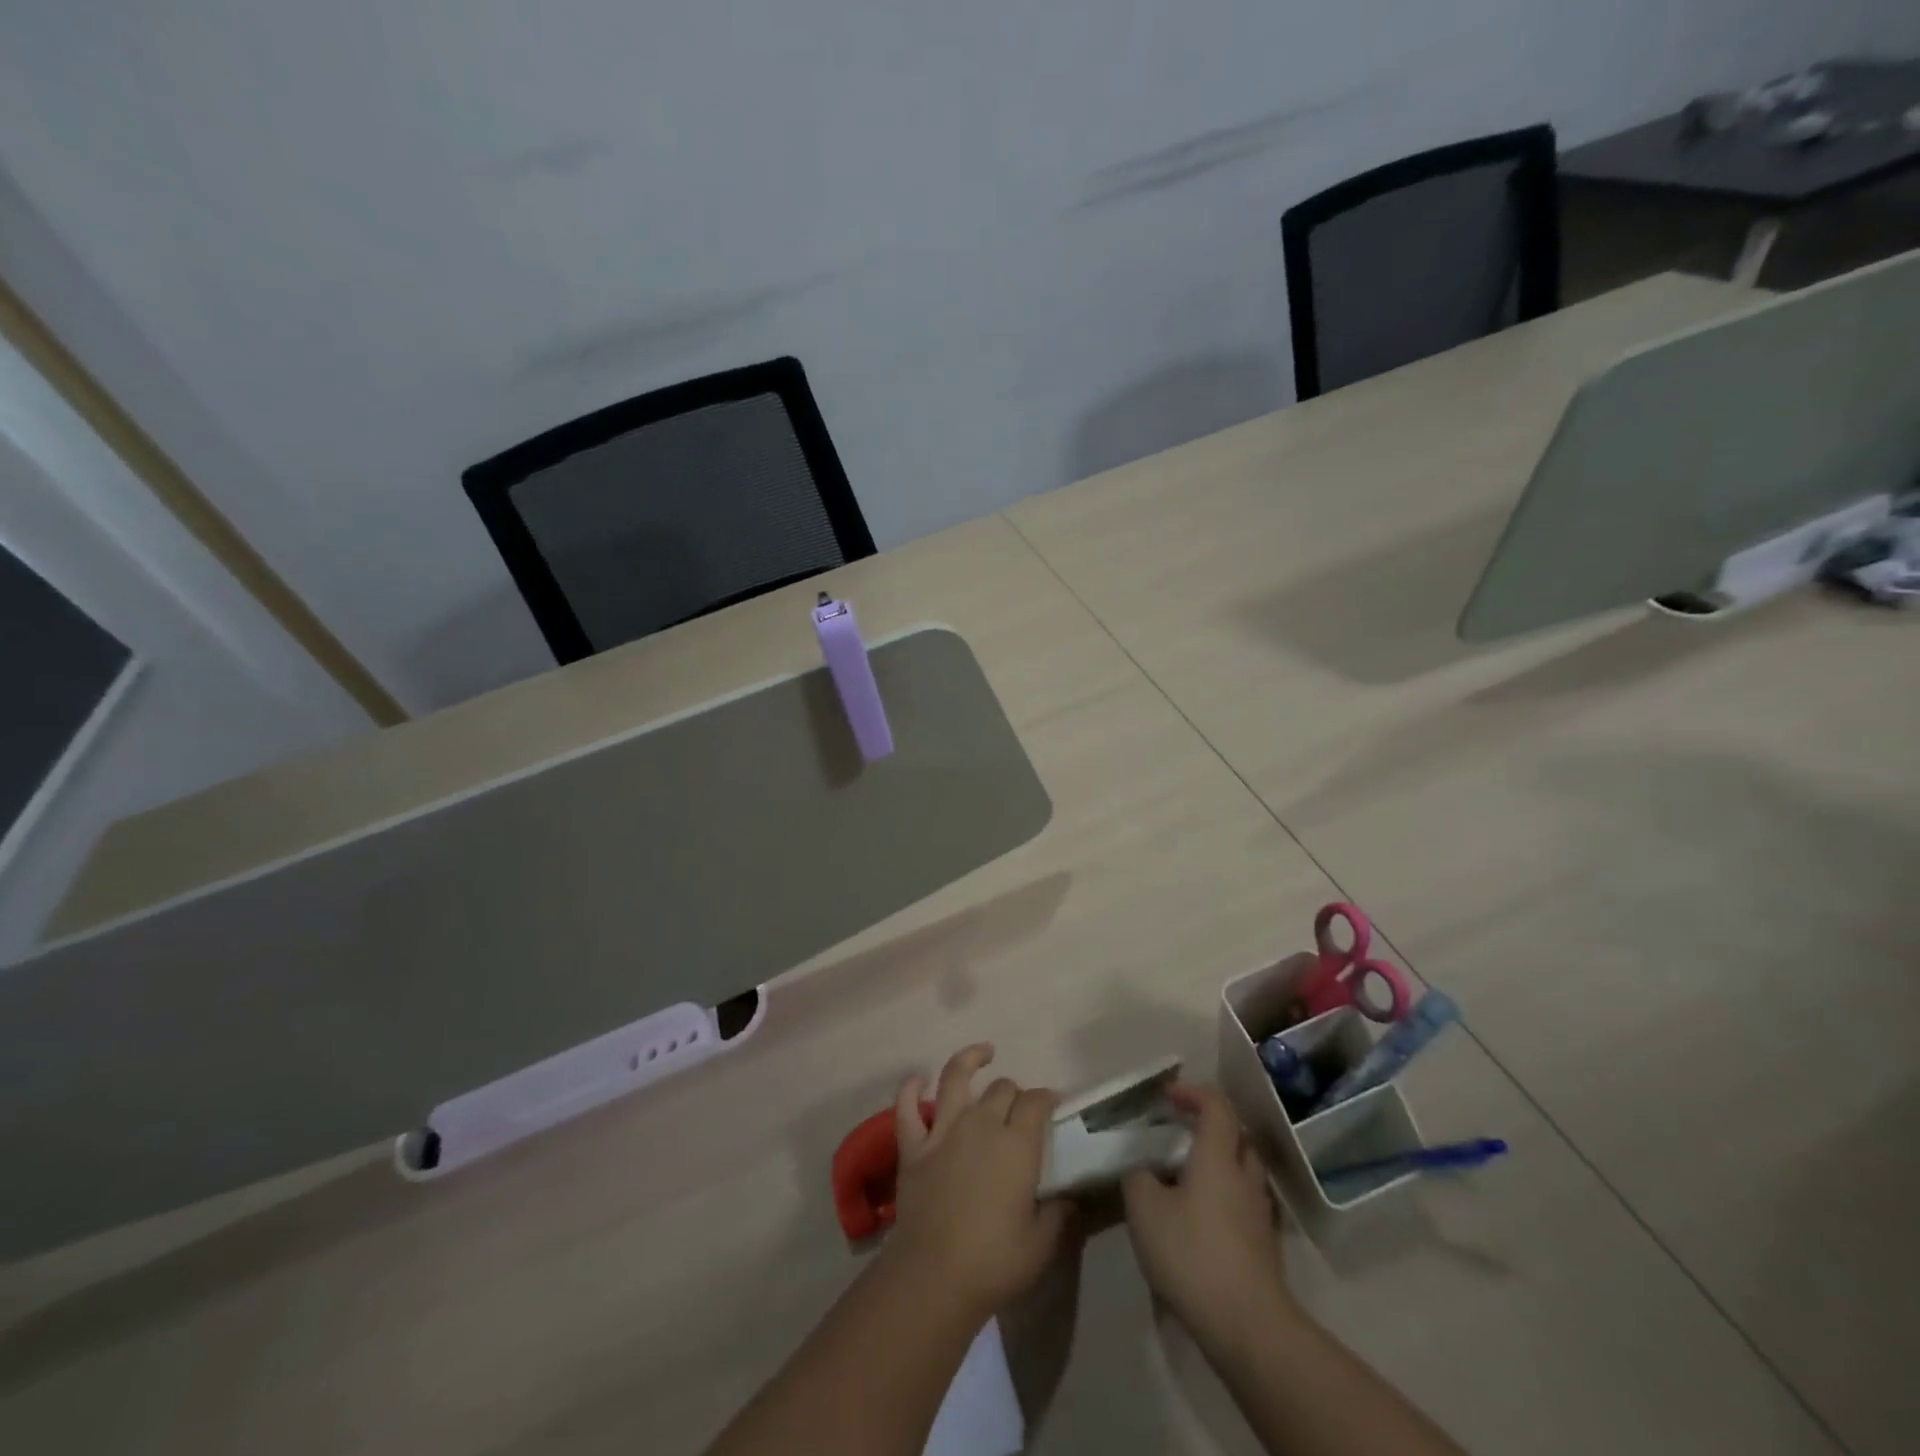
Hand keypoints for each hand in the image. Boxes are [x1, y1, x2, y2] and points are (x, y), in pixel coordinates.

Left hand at [884, 1044, 1075, 1323]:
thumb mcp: (1042, 1245)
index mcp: (1017, 1143)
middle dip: (1015, 1091)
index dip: (1047, 1098)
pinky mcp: (913, 1146)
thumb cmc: (994, 1261)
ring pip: (956, 1077)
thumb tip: (1070, 1198)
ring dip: (970, 1059)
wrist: (934, 1276)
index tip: (1053, 1103)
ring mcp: (943, 1130)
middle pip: (1002, 1089)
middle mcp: (981, 1124)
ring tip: (984, 1052)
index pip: (1036, 1102)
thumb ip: (1060, 1215)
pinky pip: (907, 1107)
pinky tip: (918, 1079)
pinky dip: (911, 1089)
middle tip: (1020, 1107)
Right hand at [1122, 1082, 1294, 1353]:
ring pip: (1243, 1170)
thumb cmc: (1192, 1253)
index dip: (1193, 1092)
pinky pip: (1244, 1202)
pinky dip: (1225, 1196)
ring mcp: (1259, 1213)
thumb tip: (1143, 1169)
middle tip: (1180, 1131)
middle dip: (1210, 1124)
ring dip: (1220, 1161)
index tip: (1168, 1095)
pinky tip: (1201, 1216)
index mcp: (1218, 1156)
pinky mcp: (1264, 1246)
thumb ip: (1138, 1177)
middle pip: (1237, 1134)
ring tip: (1187, 1175)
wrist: (1248, 1326)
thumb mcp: (1144, 1208)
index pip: (1216, 1105)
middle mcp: (1244, 1176)